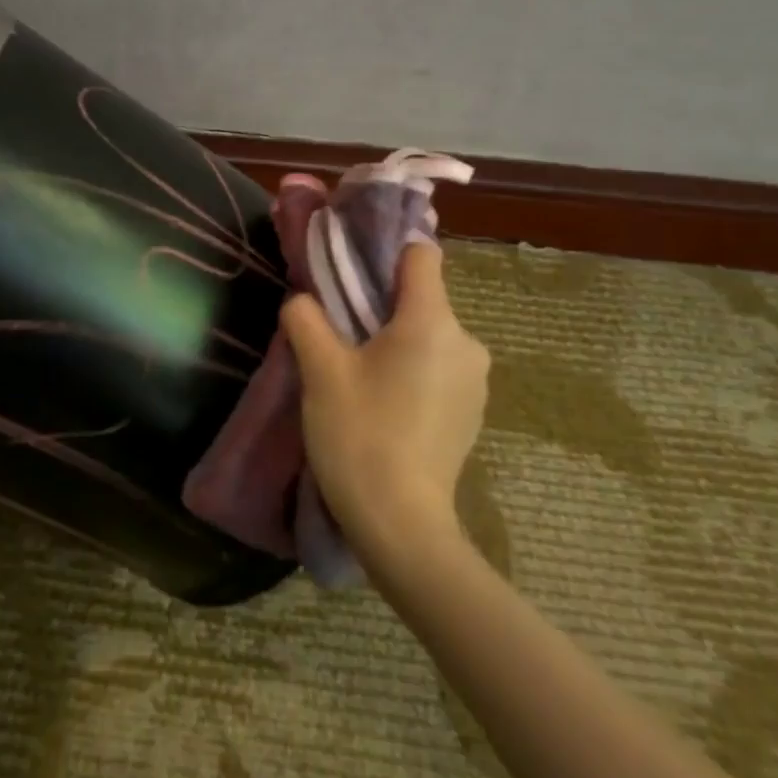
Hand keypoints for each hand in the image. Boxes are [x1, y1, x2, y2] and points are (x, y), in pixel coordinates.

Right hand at [281, 243, 490, 556]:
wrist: (401, 524)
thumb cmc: (360, 434)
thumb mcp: (320, 371)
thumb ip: (306, 319)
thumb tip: (302, 300)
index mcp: (432, 321)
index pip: (421, 255)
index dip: (386, 254)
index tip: (351, 273)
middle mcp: (466, 342)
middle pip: (422, 298)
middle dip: (381, 306)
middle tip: (340, 334)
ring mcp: (475, 380)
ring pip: (429, 335)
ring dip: (396, 342)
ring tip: (359, 375)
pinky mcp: (472, 411)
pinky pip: (439, 368)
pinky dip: (413, 371)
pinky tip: (385, 405)